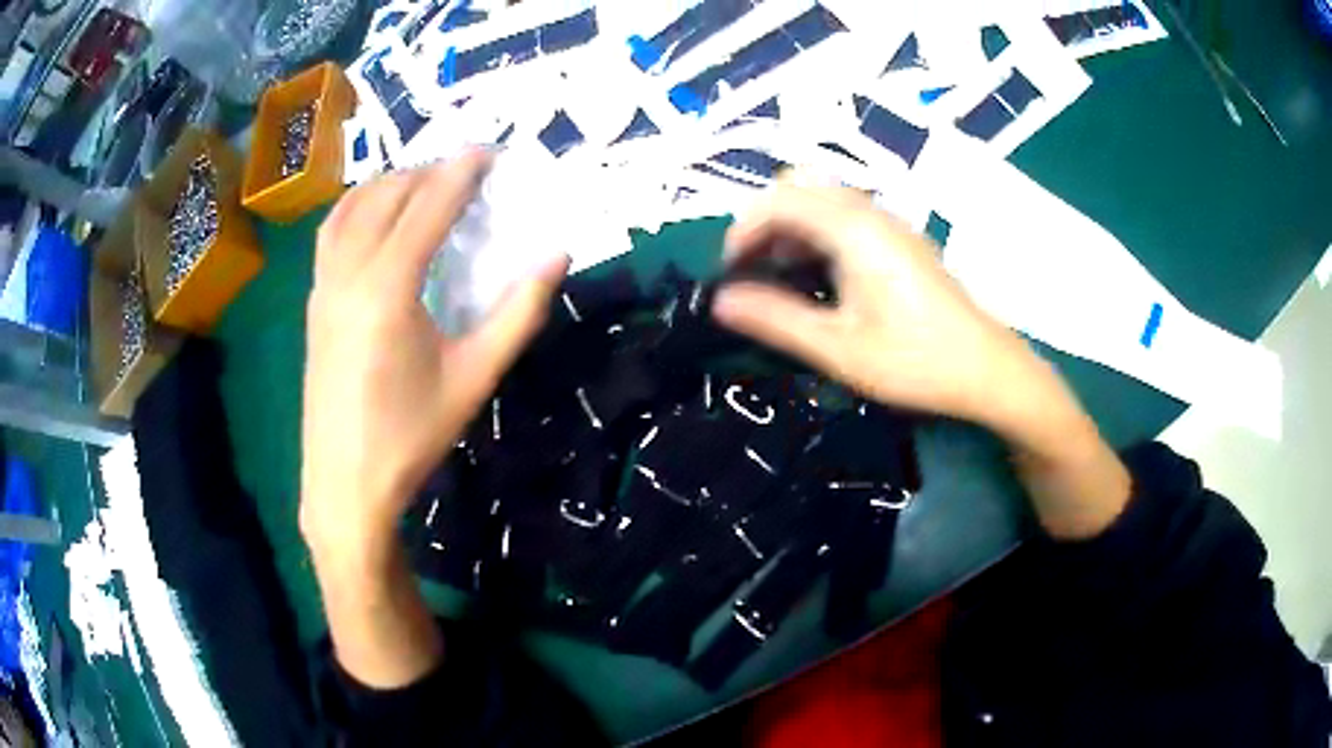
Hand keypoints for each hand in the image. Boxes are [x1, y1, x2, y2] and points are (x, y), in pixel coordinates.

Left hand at [300, 150, 567, 553]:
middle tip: (466, 169)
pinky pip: (331, 232)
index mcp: (388, 288)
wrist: (346, 481)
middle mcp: (348, 273)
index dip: (461, 171)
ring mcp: (322, 285)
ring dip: (389, 183)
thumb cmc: (411, 435)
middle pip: (388, 195)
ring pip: (351, 207)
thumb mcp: (474, 377)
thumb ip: (519, 313)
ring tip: (423, 183)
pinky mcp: (313, 301)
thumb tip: (557, 256)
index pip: (427, 205)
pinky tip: (375, 217)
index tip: (488, 150)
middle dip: (428, 171)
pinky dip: (356, 207)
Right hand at [714, 181, 1129, 538]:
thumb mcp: (839, 349)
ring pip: (824, 201)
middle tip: (756, 272)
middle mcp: (870, 213)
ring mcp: (890, 224)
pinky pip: (846, 217)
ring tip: (784, 280)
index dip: (744, 229)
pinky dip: (818, 236)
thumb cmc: (915, 361)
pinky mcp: (901, 241)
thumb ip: (776, 320)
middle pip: (801, 187)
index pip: (780, 199)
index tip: (730, 274)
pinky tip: (823, 281)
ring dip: (792, 229)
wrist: (987, 369)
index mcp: (853, 229)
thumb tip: (720, 301)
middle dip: (766, 222)